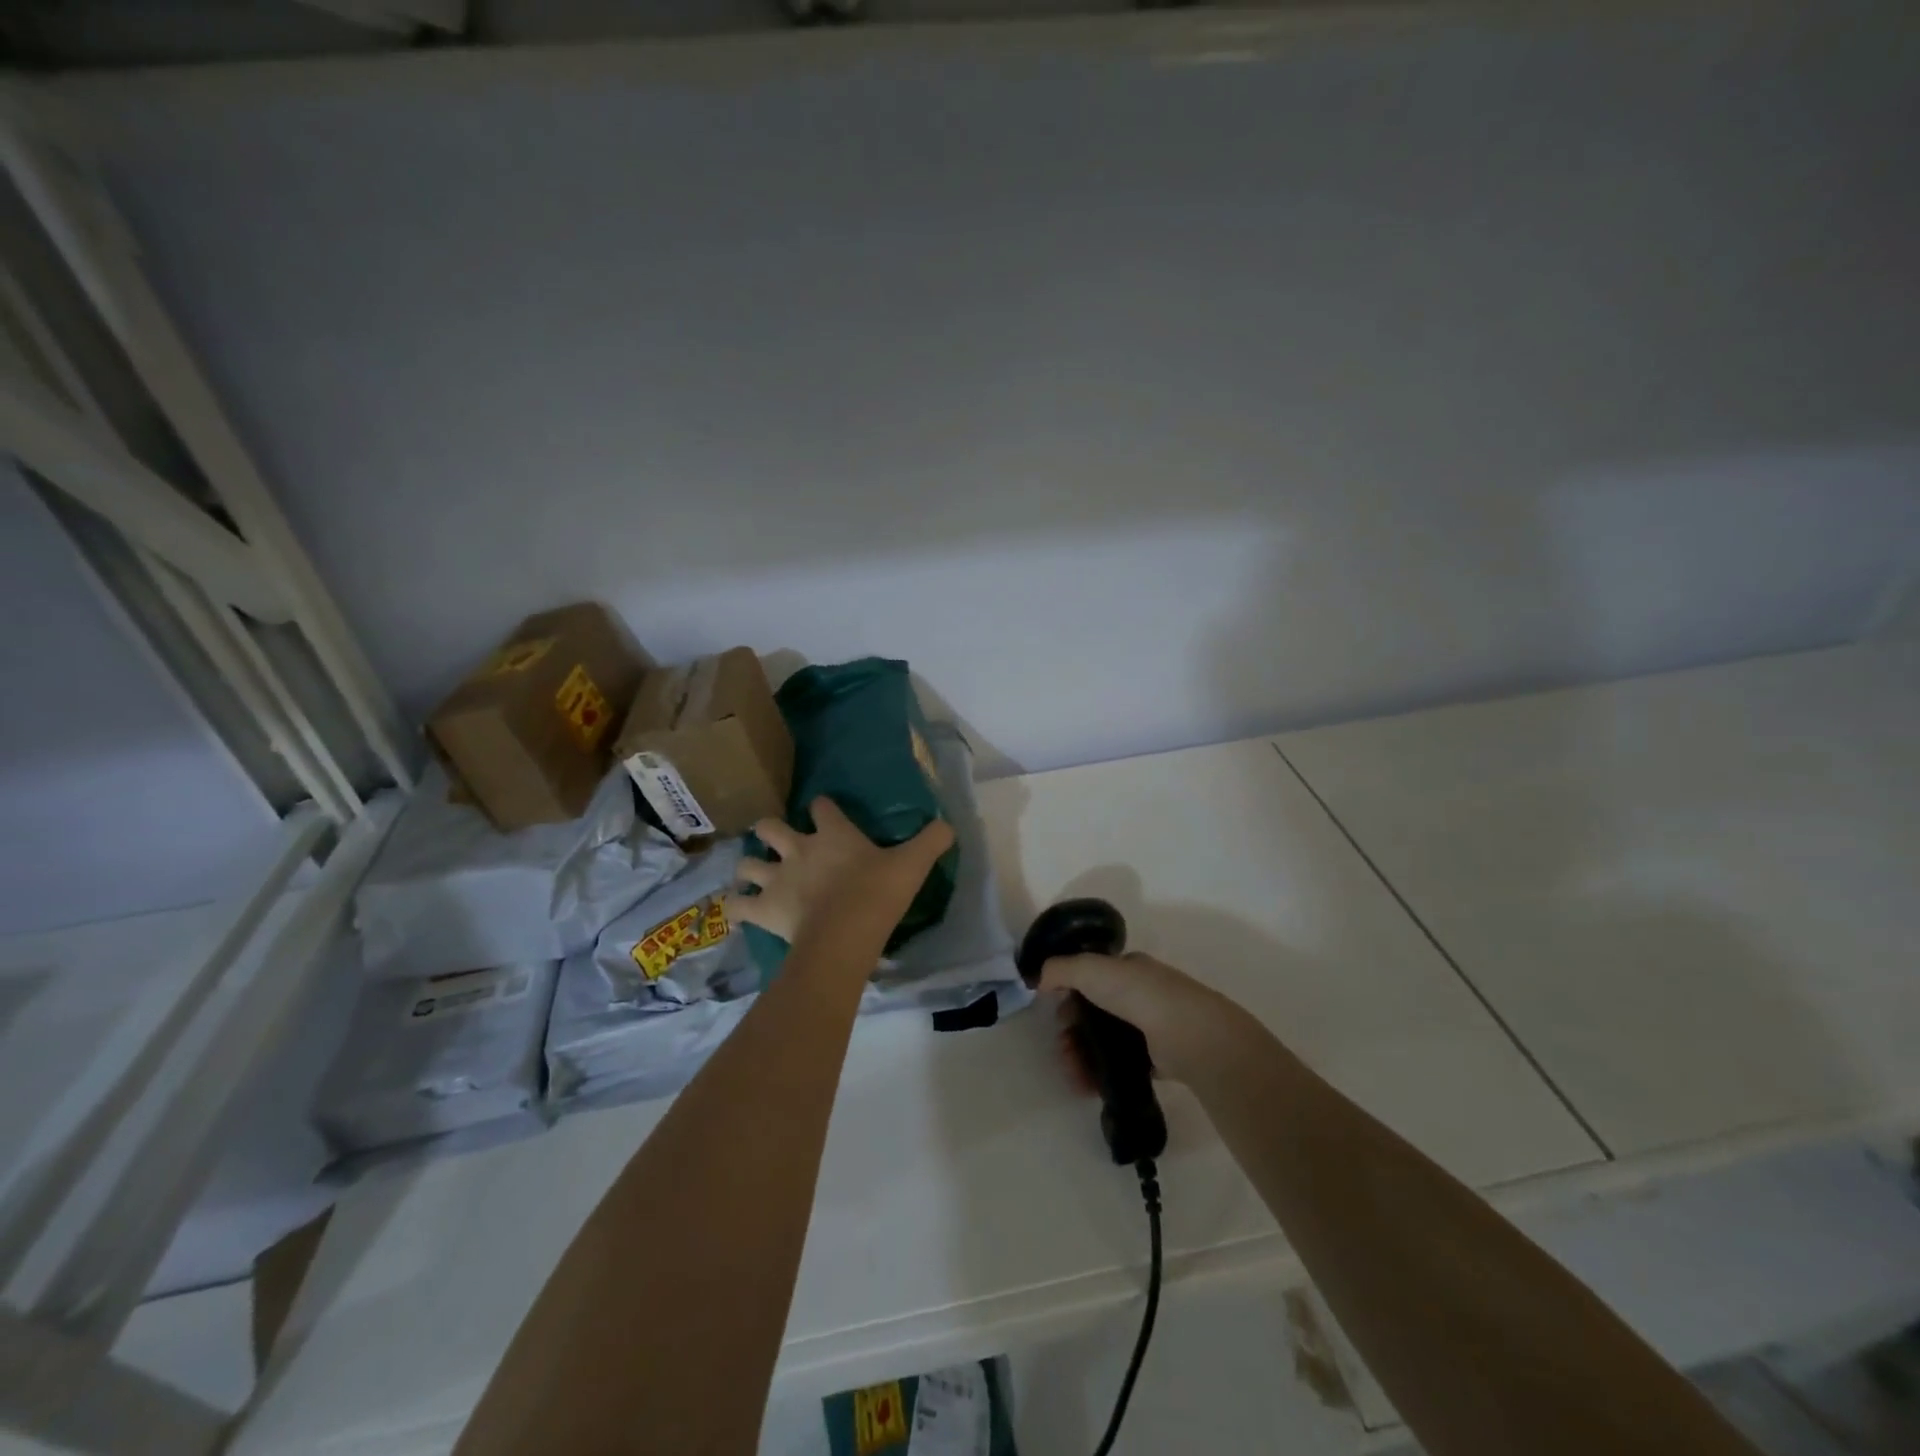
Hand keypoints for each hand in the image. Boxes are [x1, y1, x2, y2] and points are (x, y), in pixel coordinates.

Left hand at [730, 798, 954, 944]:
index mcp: (833, 834)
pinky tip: (741, 910)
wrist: (844, 934)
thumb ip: (932, 841)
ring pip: (747, 863)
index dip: (822, 808)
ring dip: (750, 868)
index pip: (821, 806)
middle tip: (779, 843)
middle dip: (770, 831)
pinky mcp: (763, 909)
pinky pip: (737, 906)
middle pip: (769, 827)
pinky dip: (736, 907)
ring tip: (756, 876)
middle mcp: (798, 850)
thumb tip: (949, 825)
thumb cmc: (877, 894)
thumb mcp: (913, 865)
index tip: (825, 812)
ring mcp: (776, 879)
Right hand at [1040, 951, 1254, 1085]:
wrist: (1188, 1034)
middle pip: (1096, 1012)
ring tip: (1072, 1073)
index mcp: (1129, 968)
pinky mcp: (1159, 1058)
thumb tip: (1038, 979)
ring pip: (1107, 1041)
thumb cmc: (1138, 993)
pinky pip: (1122, 1065)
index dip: (1069, 993)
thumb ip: (1059, 970)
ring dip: (1082, 1055)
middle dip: (1072, 1031)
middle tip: (1062, 1048)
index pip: (1092, 977)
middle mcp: (1142, 994)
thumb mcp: (1090, 969)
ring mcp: (1152, 1026)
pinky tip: (1088, 1085)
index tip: (1057, 1013)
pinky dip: (1102, 1074)